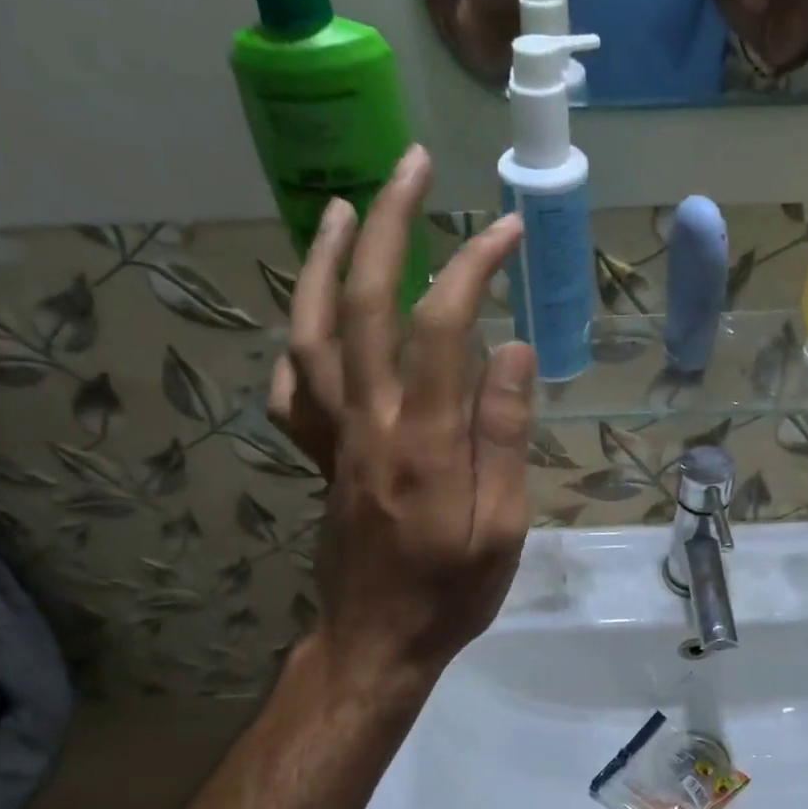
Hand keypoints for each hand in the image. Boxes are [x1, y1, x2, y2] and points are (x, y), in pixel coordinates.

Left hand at [274, 146, 536, 676]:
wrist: (377, 641)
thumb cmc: (452, 593)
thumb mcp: (503, 529)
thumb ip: (505, 438)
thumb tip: (514, 353)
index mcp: (423, 442)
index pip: (443, 328)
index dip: (473, 267)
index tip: (508, 230)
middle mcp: (368, 424)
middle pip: (367, 306)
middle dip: (390, 226)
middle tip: (412, 167)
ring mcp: (334, 437)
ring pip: (314, 333)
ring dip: (326, 263)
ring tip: (346, 208)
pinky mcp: (318, 455)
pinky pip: (293, 389)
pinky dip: (299, 341)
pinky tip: (314, 314)